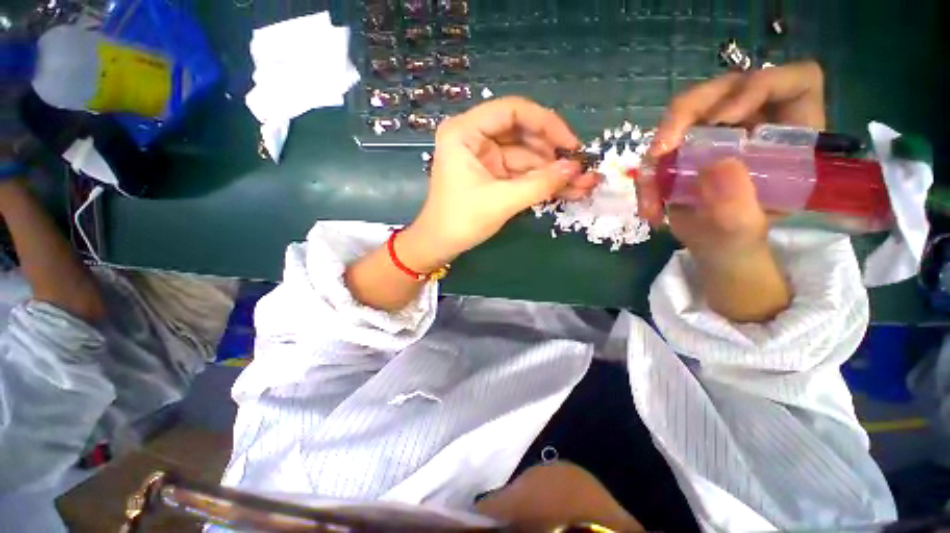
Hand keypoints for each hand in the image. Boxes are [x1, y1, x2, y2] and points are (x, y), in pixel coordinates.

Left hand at [399, 97, 598, 270]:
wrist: (440, 245)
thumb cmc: (461, 221)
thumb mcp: (501, 201)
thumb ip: (539, 184)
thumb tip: (576, 169)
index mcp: (465, 132)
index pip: (513, 111)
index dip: (546, 124)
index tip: (571, 145)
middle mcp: (475, 138)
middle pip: (522, 133)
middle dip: (553, 153)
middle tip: (581, 168)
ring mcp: (485, 158)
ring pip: (525, 156)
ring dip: (552, 171)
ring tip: (582, 184)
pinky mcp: (492, 175)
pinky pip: (521, 173)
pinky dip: (541, 182)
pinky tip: (565, 190)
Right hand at [639, 60, 825, 261]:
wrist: (707, 249)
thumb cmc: (736, 242)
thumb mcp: (743, 232)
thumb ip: (736, 206)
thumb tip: (715, 166)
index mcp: (791, 137)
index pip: (795, 81)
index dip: (761, 86)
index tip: (723, 119)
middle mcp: (756, 124)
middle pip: (726, 88)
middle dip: (688, 112)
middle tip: (661, 149)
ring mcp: (719, 133)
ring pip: (687, 112)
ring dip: (659, 147)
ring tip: (650, 188)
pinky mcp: (689, 146)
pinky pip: (662, 144)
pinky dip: (649, 174)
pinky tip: (649, 204)